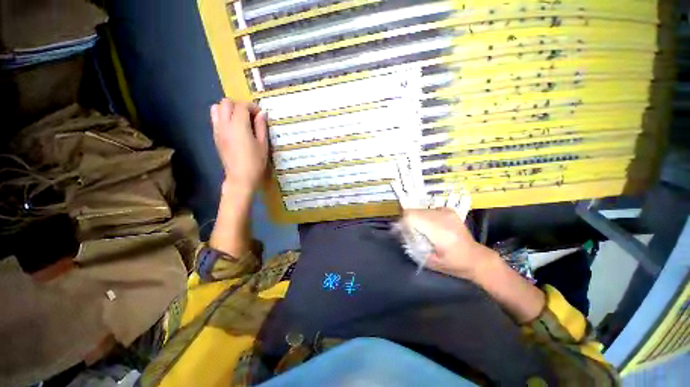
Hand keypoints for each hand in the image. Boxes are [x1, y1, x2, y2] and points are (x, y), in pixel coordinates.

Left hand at [210, 99, 268, 192]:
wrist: (241, 177)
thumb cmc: (255, 162)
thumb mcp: (263, 144)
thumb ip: (261, 126)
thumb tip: (262, 113)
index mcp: (238, 125)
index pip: (242, 105)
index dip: (252, 106)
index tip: (260, 114)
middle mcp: (225, 124)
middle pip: (226, 103)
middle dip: (238, 105)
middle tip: (249, 115)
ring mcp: (217, 130)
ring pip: (216, 108)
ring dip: (228, 109)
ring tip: (239, 119)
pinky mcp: (215, 137)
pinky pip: (215, 119)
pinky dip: (223, 117)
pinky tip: (234, 128)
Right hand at [403, 208, 500, 280]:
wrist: (476, 258)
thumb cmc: (454, 264)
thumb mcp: (430, 262)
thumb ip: (414, 248)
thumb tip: (401, 236)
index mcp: (439, 231)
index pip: (411, 216)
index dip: (403, 223)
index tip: (402, 233)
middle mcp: (442, 217)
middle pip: (414, 212)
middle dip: (408, 222)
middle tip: (411, 234)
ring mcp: (446, 212)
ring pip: (420, 209)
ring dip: (416, 219)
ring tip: (422, 231)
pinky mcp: (449, 210)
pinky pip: (428, 210)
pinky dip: (425, 216)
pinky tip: (431, 226)